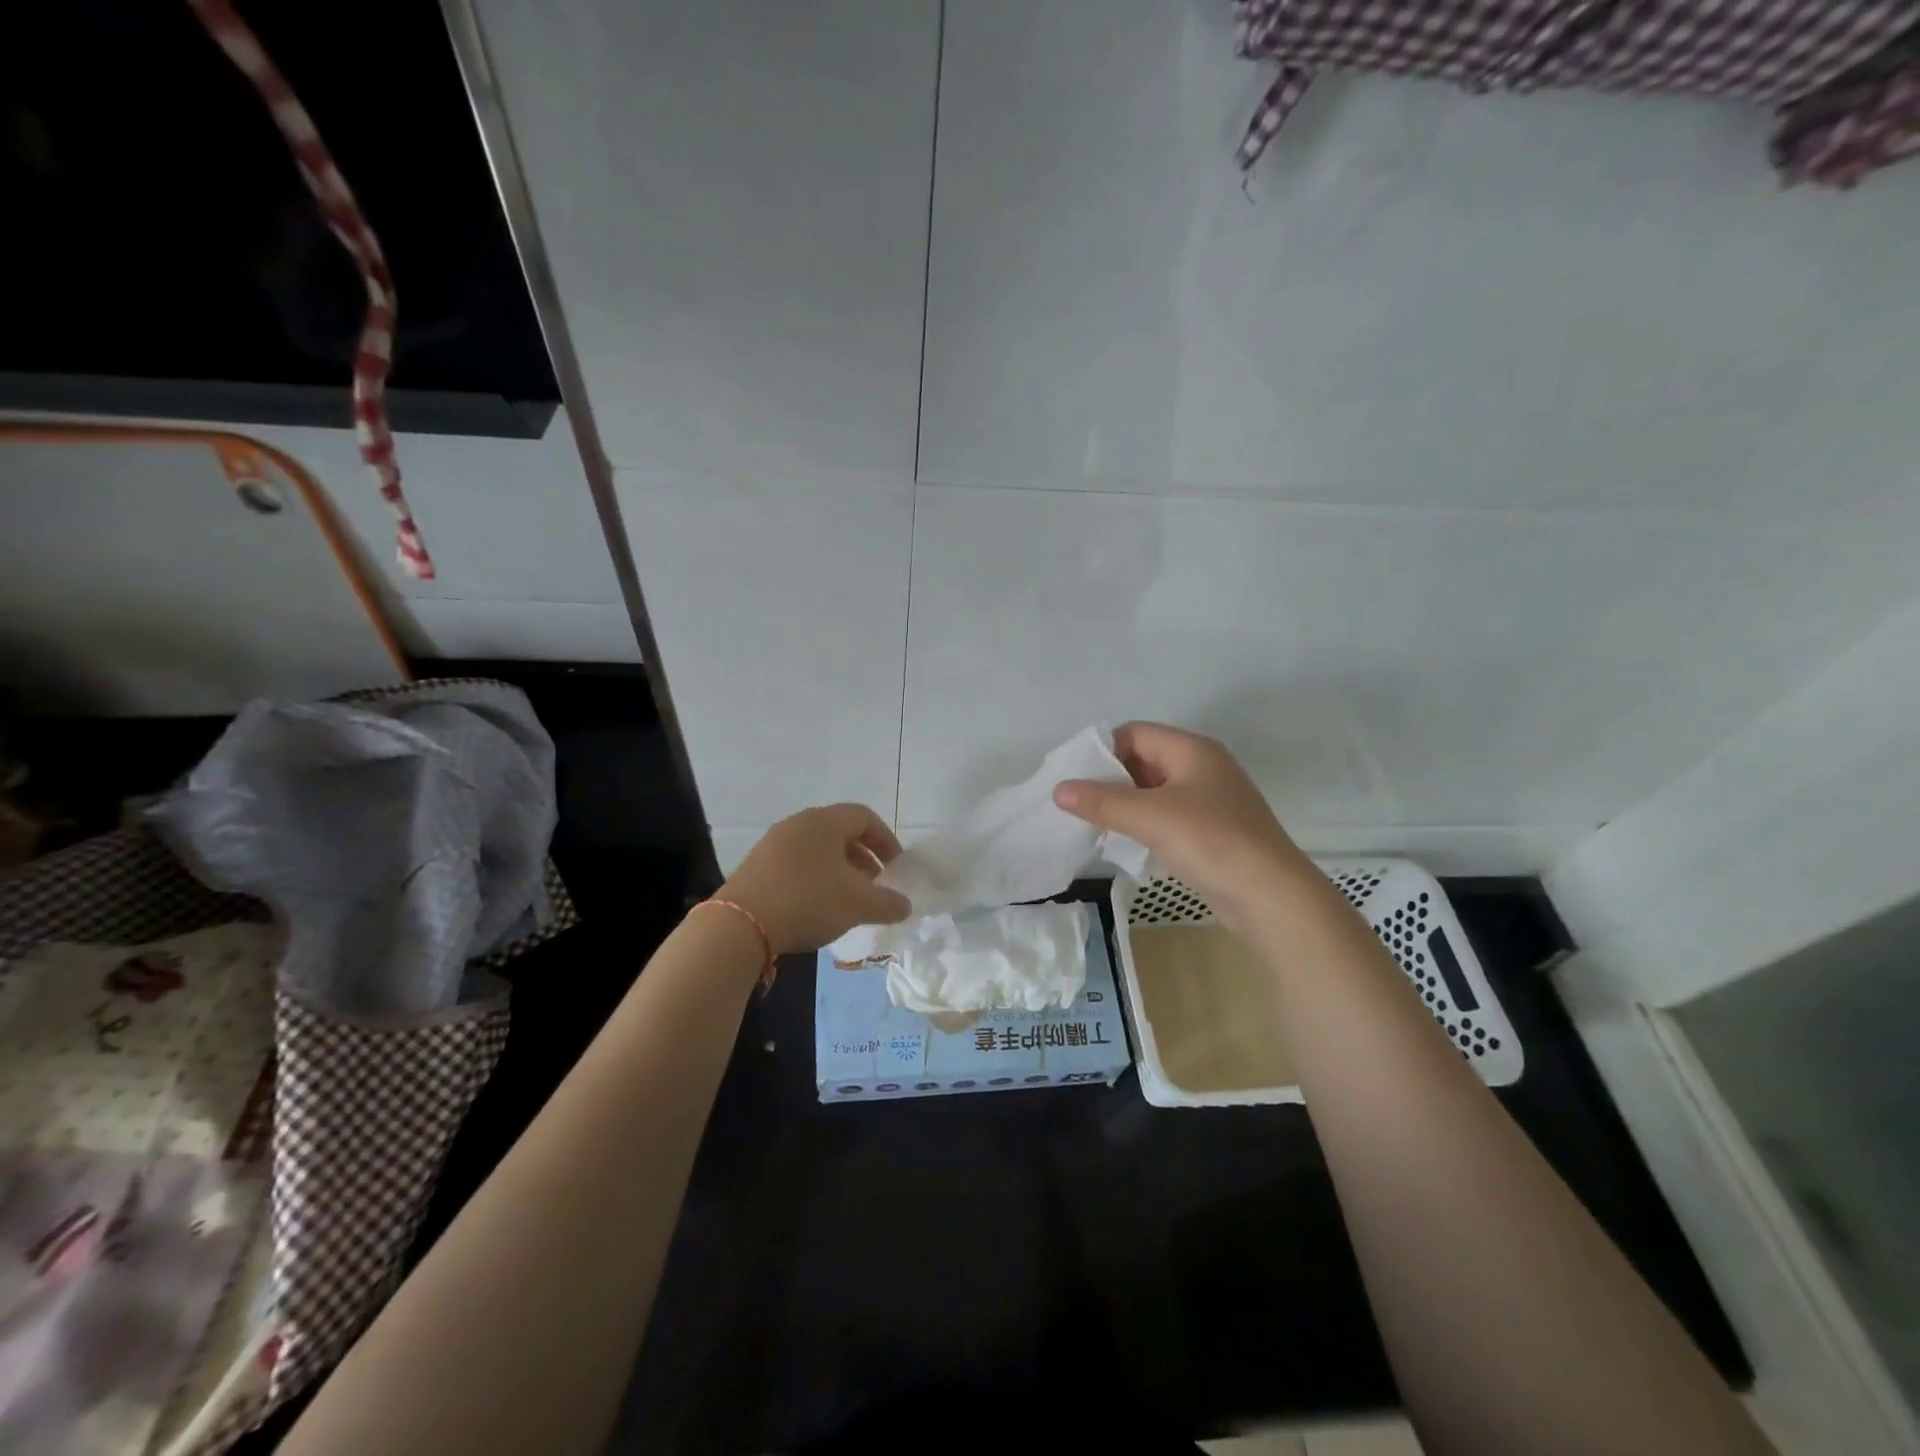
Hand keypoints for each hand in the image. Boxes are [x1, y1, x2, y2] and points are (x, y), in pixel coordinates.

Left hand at [718, 804, 912, 953]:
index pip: (864, 817)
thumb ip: (888, 903)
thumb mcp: (858, 904)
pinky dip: (814, 879)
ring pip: (817, 850)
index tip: (895, 867)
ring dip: (839, 871)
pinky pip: (796, 864)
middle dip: (863, 859)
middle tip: (874, 886)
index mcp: (824, 821)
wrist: (740, 926)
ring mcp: (772, 844)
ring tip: (847, 901)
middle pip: (840, 833)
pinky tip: (816, 908)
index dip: (886, 840)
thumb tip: (905, 905)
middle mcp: (797, 824)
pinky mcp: (755, 866)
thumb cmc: (808, 901)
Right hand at [1053, 722, 1312, 930]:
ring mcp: (1208, 802)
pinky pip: (1165, 819)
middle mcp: (1202, 768)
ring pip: (1152, 793)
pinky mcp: (1210, 833)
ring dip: (1123, 806)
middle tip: (1076, 803)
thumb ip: (1102, 801)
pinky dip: (1142, 827)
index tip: (1072, 777)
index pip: (1135, 733)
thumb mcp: (1150, 816)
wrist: (1271, 897)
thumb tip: (1059, 790)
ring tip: (1091, 826)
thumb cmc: (1211, 841)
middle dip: (1108, 780)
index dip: (1102, 750)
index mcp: (1192, 750)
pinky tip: (1122, 846)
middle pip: (1143, 761)